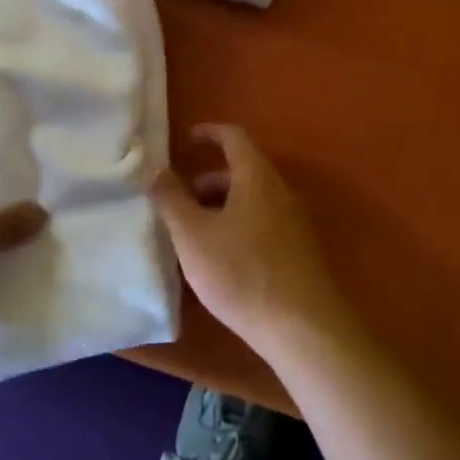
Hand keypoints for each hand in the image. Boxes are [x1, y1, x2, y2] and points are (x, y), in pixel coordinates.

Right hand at [152, 124, 348, 357]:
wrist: (302, 327)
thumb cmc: (241, 272)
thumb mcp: (193, 236)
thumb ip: (172, 199)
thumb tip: (157, 169)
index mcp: (257, 177)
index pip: (234, 137)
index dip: (208, 133)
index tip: (185, 140)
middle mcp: (280, 191)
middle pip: (241, 172)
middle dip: (206, 182)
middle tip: (176, 204)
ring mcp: (293, 222)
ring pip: (250, 201)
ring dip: (219, 208)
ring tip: (191, 237)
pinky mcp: (298, 251)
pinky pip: (261, 223)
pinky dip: (236, 227)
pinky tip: (219, 260)